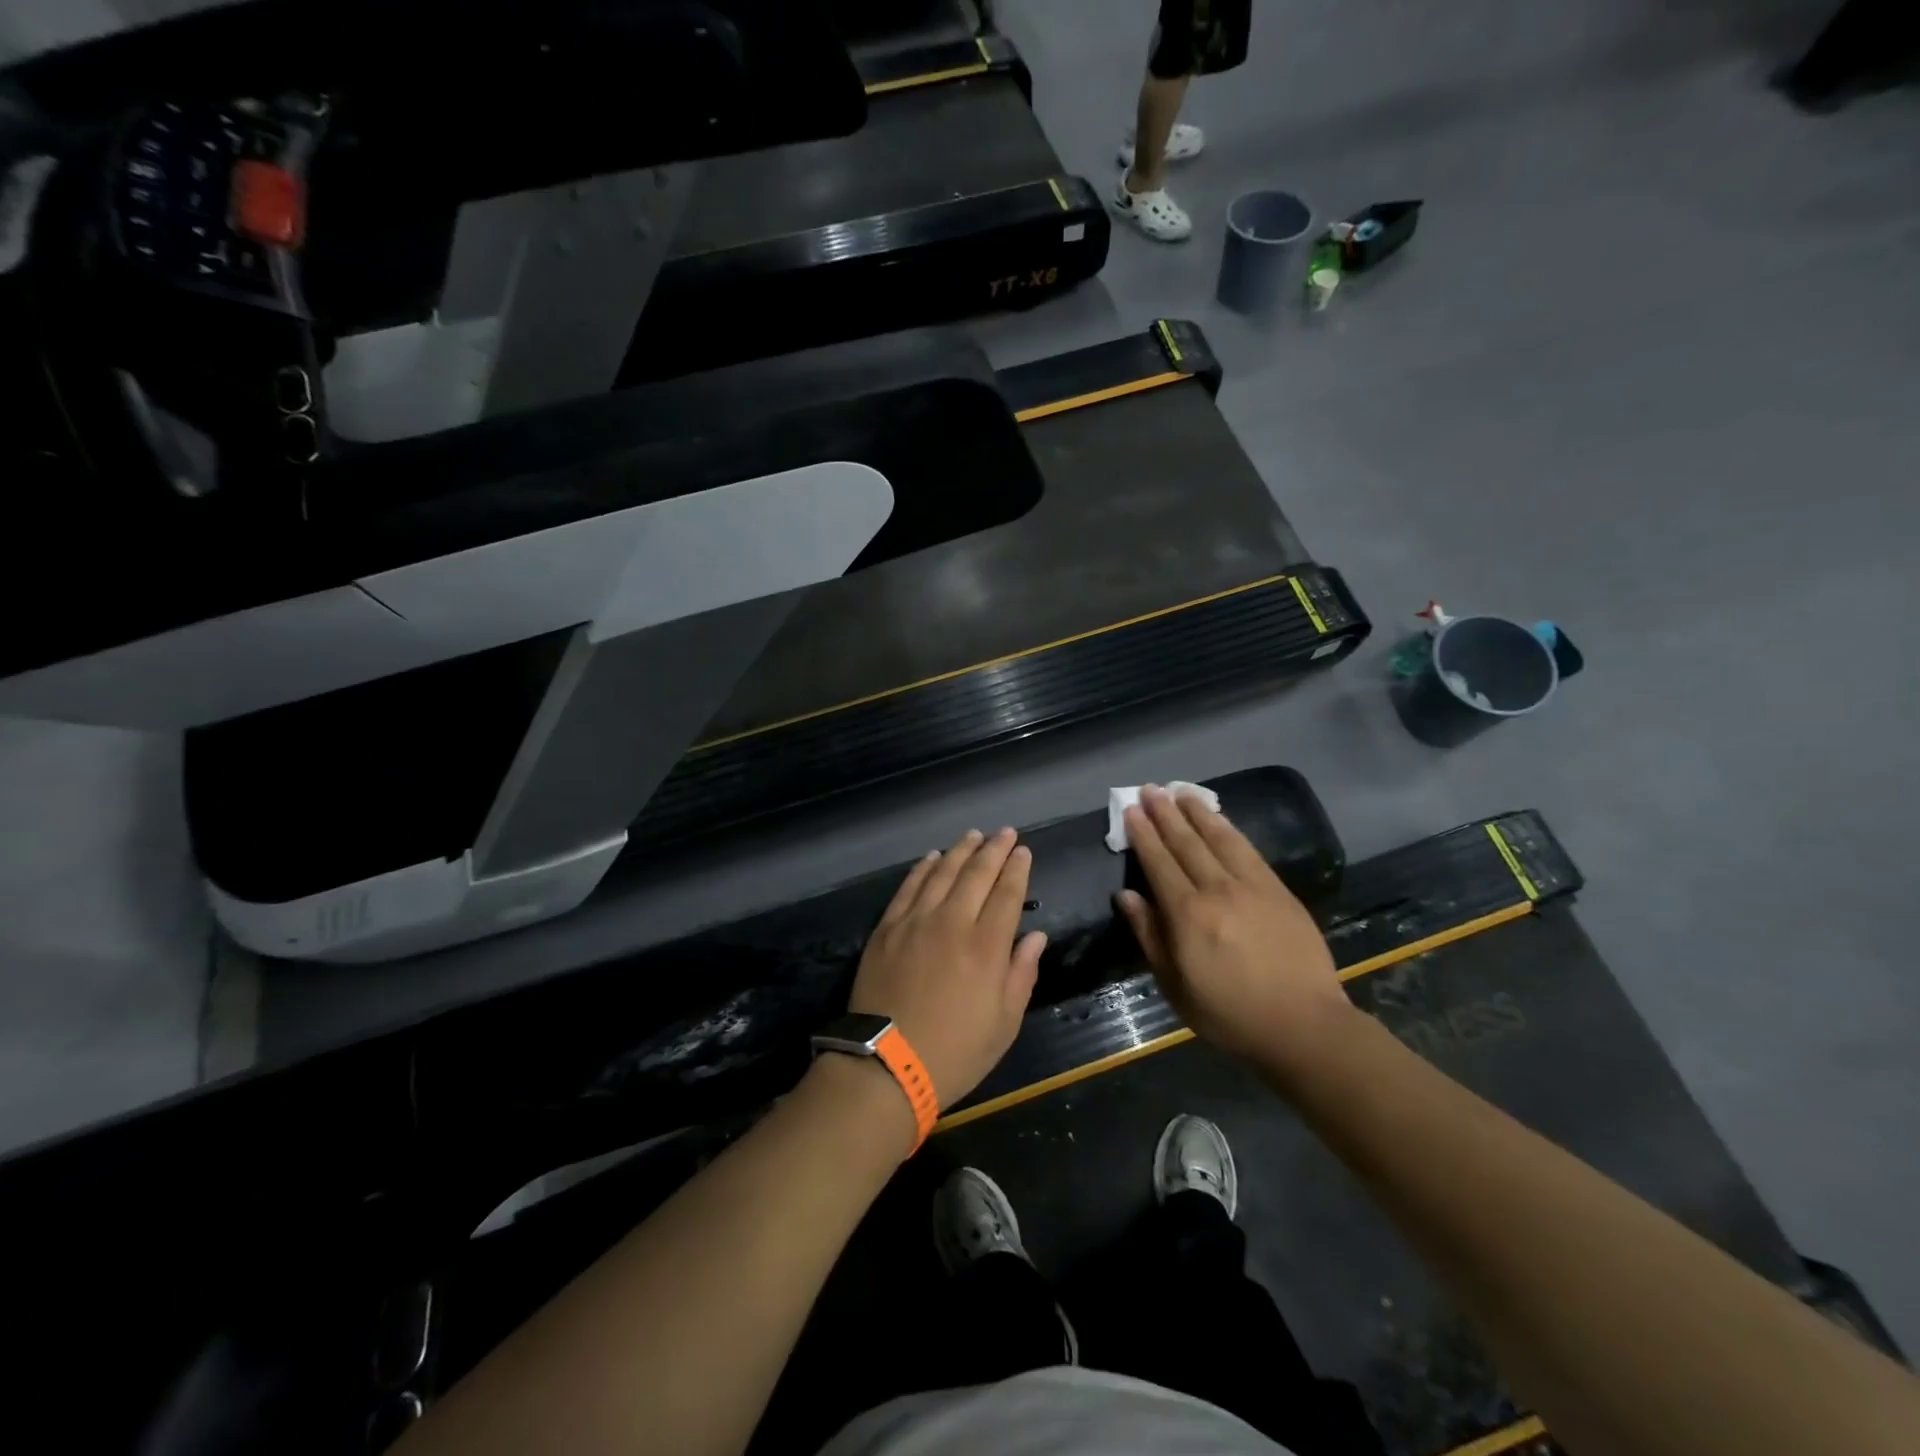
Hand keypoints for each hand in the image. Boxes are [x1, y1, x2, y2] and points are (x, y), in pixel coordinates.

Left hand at [850, 828, 1047, 1109]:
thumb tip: (1035, 936)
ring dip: (960, 850)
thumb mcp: (1004, 1024)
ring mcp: (915, 921)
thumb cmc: (955, 1052)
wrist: (885, 1066)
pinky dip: (923, 868)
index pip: (1007, 894)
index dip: (1017, 869)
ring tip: (973, 835)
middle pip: (977, 874)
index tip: (1024, 851)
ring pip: (942, 872)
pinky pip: (908, 887)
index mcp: (986, 947)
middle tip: (1006, 833)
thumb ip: (1021, 973)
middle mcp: (952, 923)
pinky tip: (932, 857)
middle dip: (994, 849)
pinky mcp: (887, 928)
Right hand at [1116, 785, 1356, 1078]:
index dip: (1143, 834)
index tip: (1132, 810)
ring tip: (1180, 791)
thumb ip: (1150, 936)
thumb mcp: (1175, 986)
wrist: (1303, 1025)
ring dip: (1196, 812)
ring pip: (1218, 838)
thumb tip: (1127, 896)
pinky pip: (1248, 850)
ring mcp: (1251, 886)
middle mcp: (1217, 890)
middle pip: (1186, 843)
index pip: (1159, 863)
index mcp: (1187, 915)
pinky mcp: (1278, 890)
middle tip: (1150, 789)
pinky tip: (1219, 818)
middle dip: (1165, 814)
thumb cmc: (1229, 1013)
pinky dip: (1229, 829)